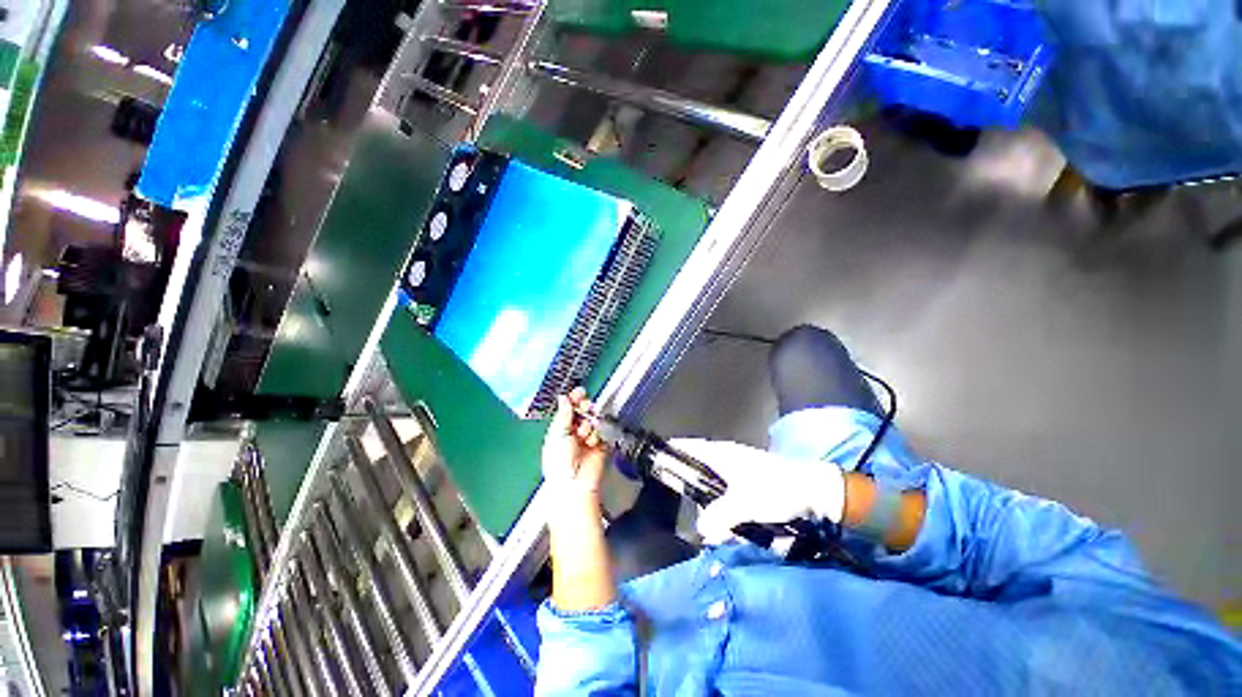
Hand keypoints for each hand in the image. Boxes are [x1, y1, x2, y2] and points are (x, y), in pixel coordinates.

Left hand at [542, 388, 608, 501]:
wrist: (576, 484)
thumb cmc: (560, 461)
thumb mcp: (558, 434)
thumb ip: (563, 414)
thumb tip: (563, 397)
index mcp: (559, 430)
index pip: (567, 410)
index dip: (573, 400)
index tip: (579, 392)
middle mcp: (573, 432)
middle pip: (582, 412)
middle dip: (584, 408)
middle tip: (585, 406)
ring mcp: (587, 438)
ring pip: (592, 420)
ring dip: (589, 423)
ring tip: (583, 434)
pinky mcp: (600, 445)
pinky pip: (601, 431)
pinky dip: (597, 434)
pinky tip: (592, 441)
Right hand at [669, 439, 845, 544]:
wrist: (813, 490)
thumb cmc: (776, 489)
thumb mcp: (745, 504)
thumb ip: (720, 518)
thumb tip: (701, 530)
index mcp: (720, 454)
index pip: (688, 446)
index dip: (670, 450)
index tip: (654, 459)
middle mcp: (725, 458)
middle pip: (696, 466)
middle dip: (686, 484)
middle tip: (675, 502)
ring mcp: (736, 469)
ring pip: (711, 483)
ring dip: (706, 501)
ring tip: (705, 524)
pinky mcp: (747, 482)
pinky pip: (725, 494)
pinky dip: (721, 507)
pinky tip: (726, 527)